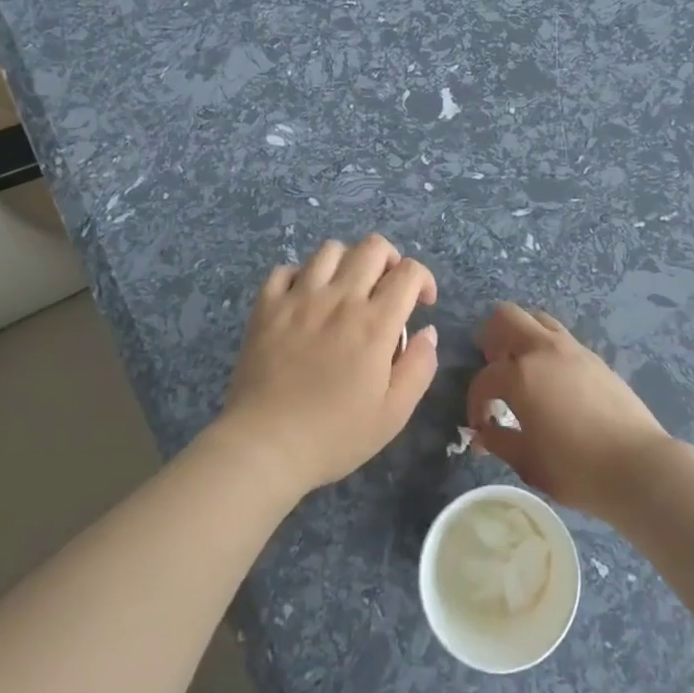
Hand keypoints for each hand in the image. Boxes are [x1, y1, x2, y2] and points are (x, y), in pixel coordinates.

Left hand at [220, 235, 438, 496]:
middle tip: (387, 289)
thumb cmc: (334, 435)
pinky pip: (285, 269)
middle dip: (390, 260)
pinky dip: (301, 276)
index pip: (408, 272)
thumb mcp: (393, 414)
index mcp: (375, 323)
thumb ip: (419, 367)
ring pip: (330, 249)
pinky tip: (305, 299)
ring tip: (346, 289)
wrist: (265, 445)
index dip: (423, 279)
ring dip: (347, 262)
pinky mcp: (267, 306)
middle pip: (372, 247)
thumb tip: (428, 331)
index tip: (422, 303)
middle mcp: (340, 298)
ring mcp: (299, 298)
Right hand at [467, 303, 670, 520]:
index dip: (476, 402)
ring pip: (536, 319)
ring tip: (522, 370)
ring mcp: (573, 349)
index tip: (482, 426)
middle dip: (492, 340)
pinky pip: (560, 338)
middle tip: (494, 371)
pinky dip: (546, 349)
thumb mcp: (528, 463)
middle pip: (506, 317)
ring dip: (521, 336)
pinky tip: (552, 381)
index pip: (484, 378)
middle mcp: (544, 350)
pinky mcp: (595, 357)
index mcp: (521, 375)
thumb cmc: (577, 469)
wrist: (639, 466)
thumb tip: (484, 433)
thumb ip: (500, 442)